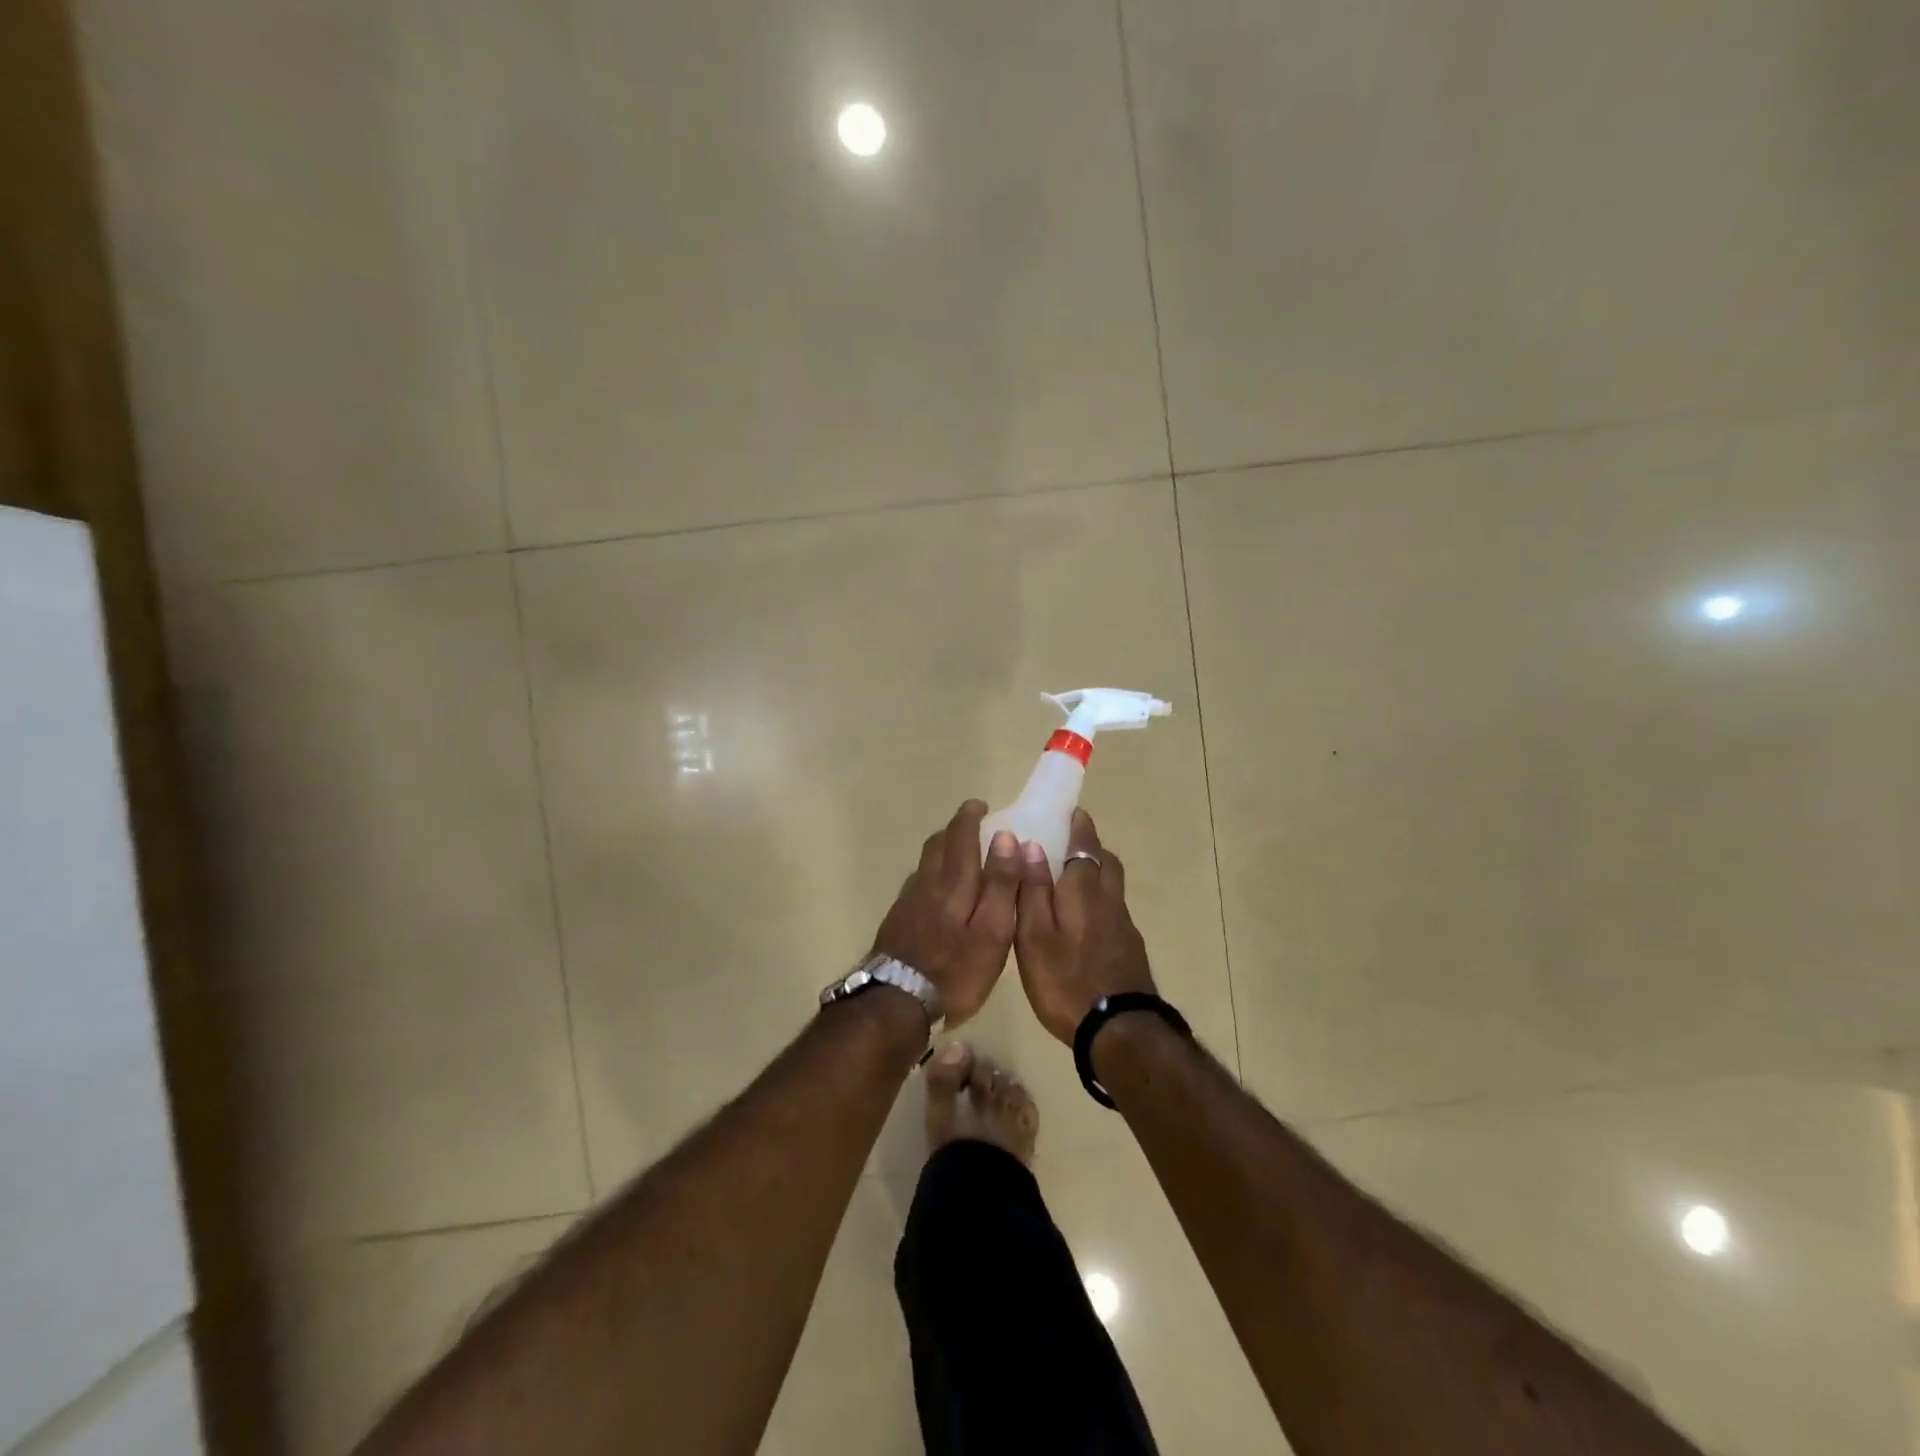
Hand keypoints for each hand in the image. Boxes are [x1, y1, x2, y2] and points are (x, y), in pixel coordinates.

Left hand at [869, 800, 1020, 1028]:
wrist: (896, 1003)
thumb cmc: (955, 970)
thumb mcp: (992, 931)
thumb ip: (1001, 884)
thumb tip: (1006, 838)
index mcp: (954, 882)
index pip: (961, 835)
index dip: (970, 816)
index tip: (981, 806)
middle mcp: (927, 883)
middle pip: (938, 844)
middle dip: (955, 829)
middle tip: (972, 827)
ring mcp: (908, 902)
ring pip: (925, 864)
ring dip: (942, 850)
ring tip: (959, 857)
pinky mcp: (897, 921)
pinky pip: (917, 884)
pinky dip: (931, 876)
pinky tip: (937, 894)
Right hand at [1013, 809, 1156, 1043]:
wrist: (1119, 1030)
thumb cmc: (1065, 980)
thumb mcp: (1034, 935)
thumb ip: (1032, 889)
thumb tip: (1029, 845)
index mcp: (1083, 890)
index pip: (1084, 845)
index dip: (1079, 827)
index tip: (1073, 812)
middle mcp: (1108, 900)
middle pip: (1106, 861)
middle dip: (1090, 846)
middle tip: (1069, 843)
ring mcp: (1123, 925)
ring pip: (1113, 885)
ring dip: (1098, 871)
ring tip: (1075, 878)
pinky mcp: (1130, 948)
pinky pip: (1114, 909)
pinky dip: (1101, 900)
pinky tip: (1086, 920)